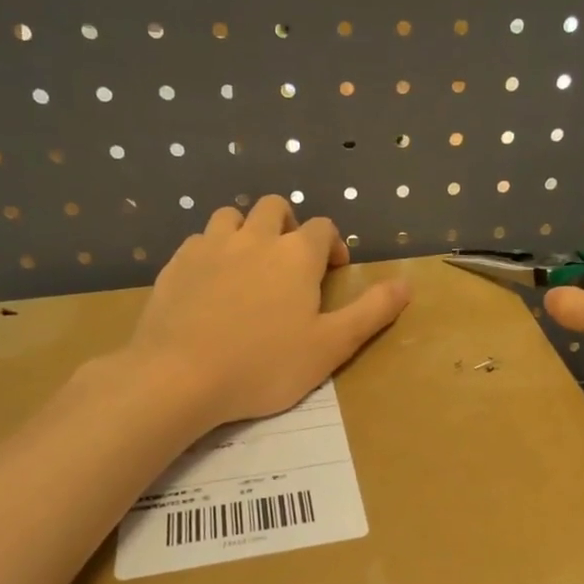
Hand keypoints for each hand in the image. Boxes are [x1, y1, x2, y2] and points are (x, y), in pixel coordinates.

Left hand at [109, 197, 410, 432]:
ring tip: (249, 265)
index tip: (332, 272)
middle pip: (274, 207)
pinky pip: (199, 241)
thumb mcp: (331, 345)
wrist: (179, 375)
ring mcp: (209, 247)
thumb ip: (371, 312)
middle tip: (290, 262)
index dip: (332, 245)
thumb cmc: (265, 364)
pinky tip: (211, 283)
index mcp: (295, 254)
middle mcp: (254, 238)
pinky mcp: (176, 264)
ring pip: (231, 216)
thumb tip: (408, 284)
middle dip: (288, 225)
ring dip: (246, 231)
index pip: (322, 228)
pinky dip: (212, 252)